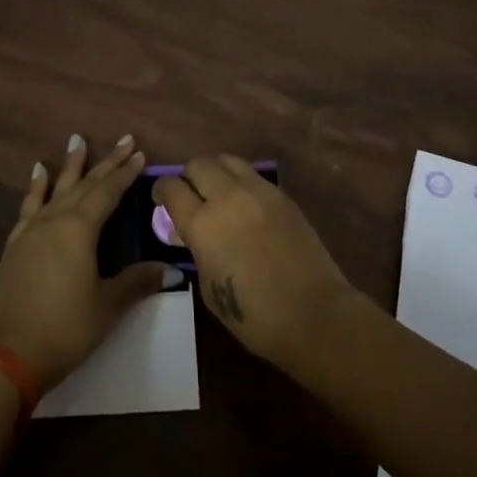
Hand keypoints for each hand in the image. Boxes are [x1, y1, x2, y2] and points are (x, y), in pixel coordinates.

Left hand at [0, 134, 171, 389]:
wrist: (10, 354)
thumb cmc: (66, 328)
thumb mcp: (107, 306)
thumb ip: (137, 282)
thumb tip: (171, 271)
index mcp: (80, 229)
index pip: (108, 193)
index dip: (126, 174)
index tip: (140, 154)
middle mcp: (55, 220)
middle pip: (85, 184)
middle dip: (107, 162)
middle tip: (124, 140)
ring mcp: (32, 230)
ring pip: (56, 188)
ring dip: (70, 164)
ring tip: (76, 139)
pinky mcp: (15, 244)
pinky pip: (29, 205)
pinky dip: (36, 187)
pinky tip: (38, 172)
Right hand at [154, 155, 355, 369]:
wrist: (314, 314)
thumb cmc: (254, 315)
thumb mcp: (209, 287)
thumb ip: (196, 251)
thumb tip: (191, 234)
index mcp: (202, 223)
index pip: (171, 187)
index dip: (161, 191)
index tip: (162, 201)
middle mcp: (227, 196)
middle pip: (198, 164)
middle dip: (188, 177)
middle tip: (190, 196)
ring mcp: (258, 191)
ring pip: (227, 160)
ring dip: (216, 172)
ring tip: (218, 192)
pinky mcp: (282, 195)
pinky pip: (252, 175)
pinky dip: (241, 181)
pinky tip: (245, 204)